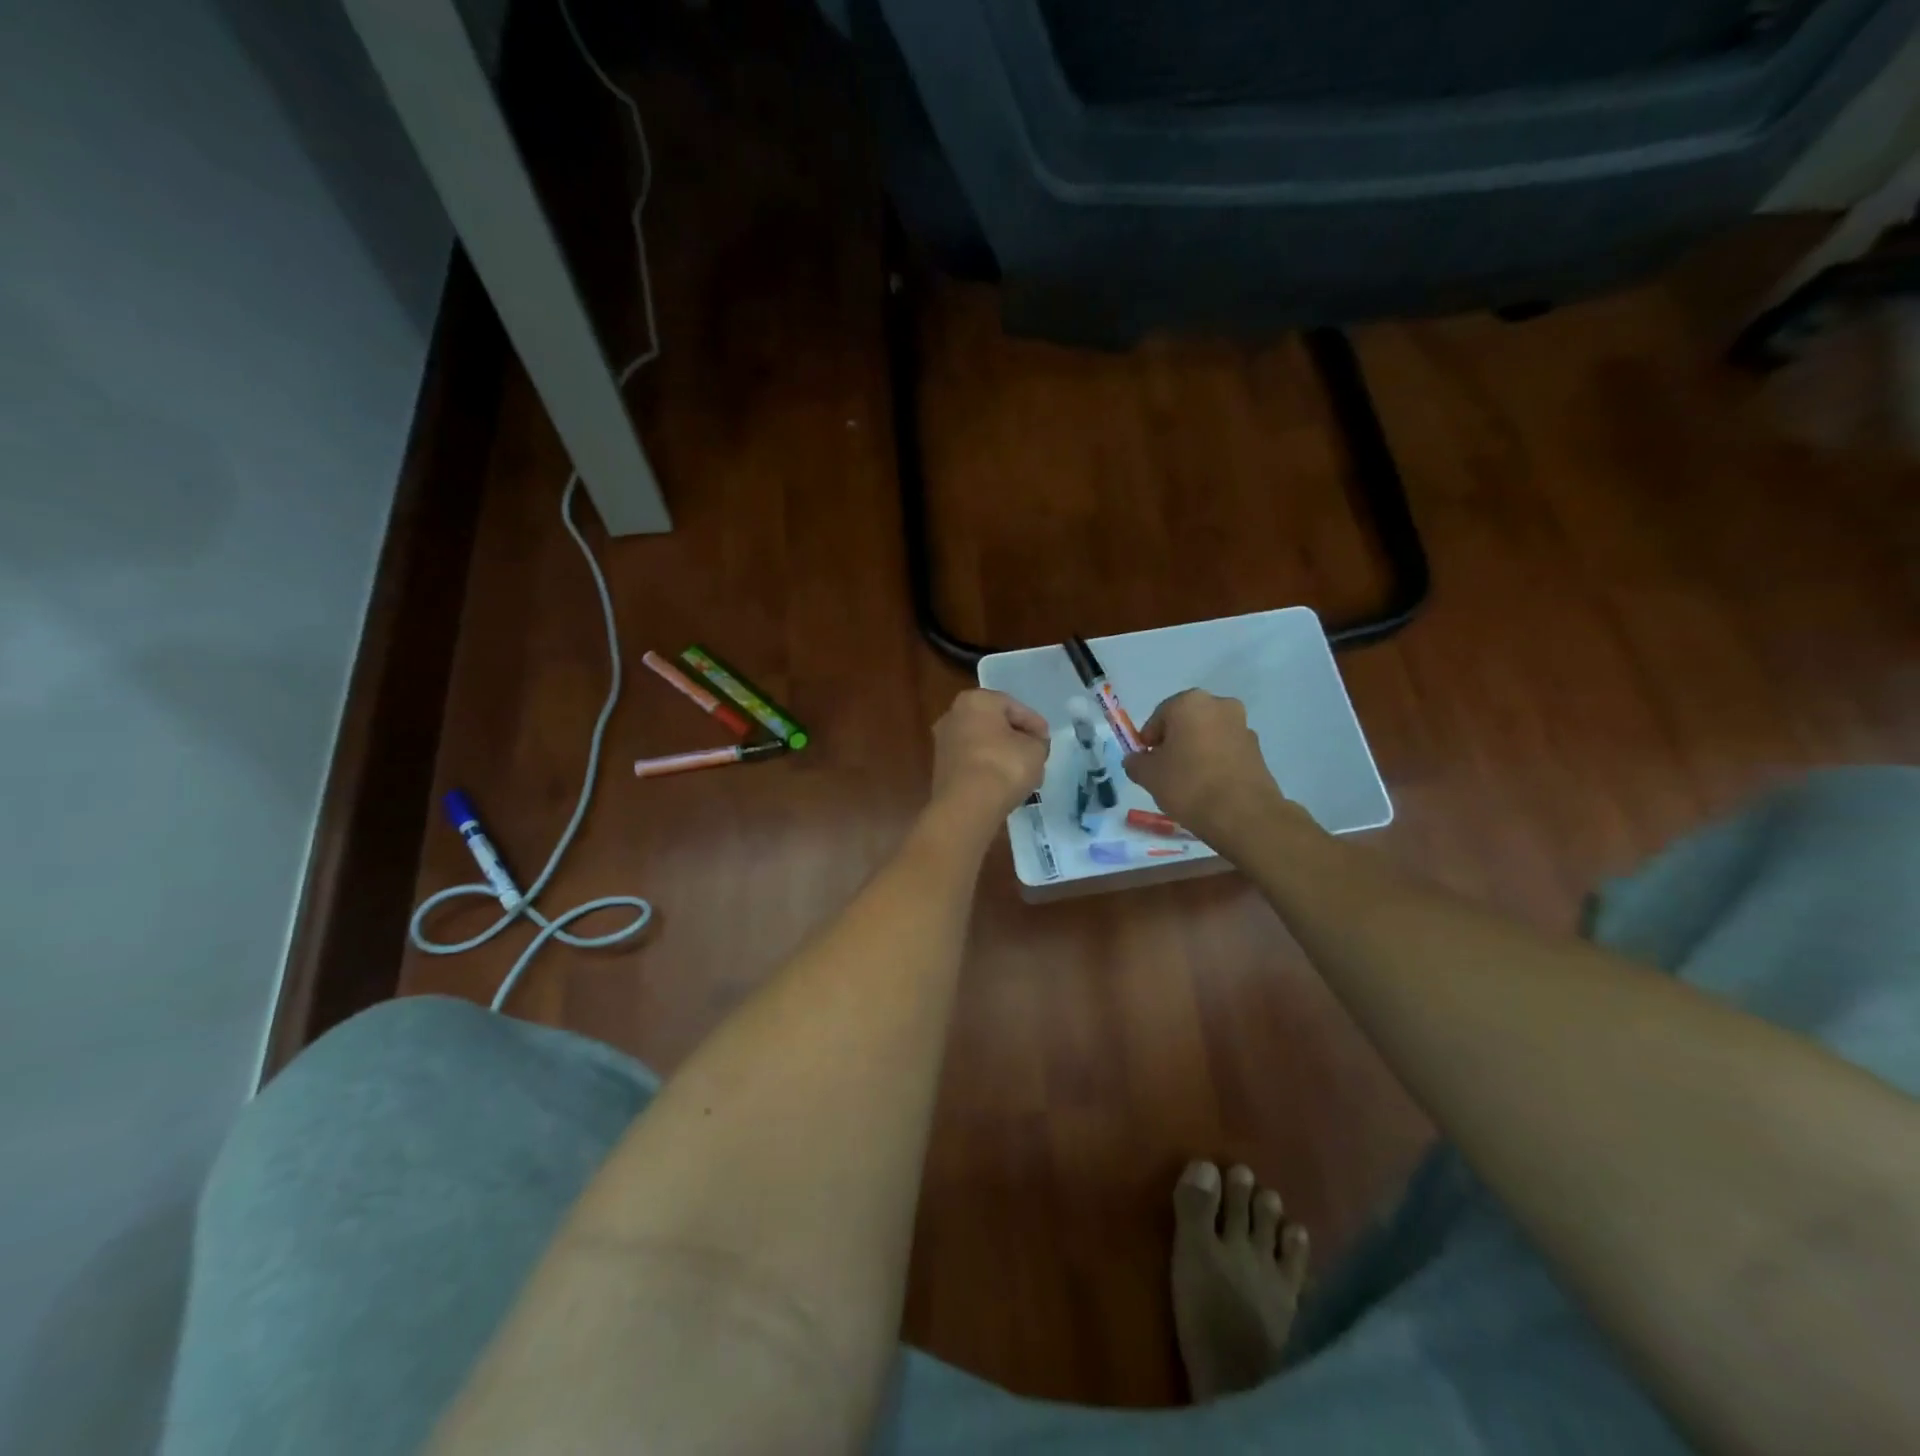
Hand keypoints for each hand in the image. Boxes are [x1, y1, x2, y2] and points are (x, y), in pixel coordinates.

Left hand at [929, 689, 1050, 823]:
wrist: (966, 806)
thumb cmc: (1004, 766)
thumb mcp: (1036, 750)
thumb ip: (1038, 741)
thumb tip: (1033, 743)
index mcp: (976, 700)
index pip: (1014, 707)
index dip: (1035, 724)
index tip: (1047, 741)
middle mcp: (953, 715)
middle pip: (995, 724)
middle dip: (1016, 739)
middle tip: (1036, 755)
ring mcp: (943, 742)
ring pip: (983, 744)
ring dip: (1003, 755)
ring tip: (1024, 773)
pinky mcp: (941, 768)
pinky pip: (972, 762)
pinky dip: (988, 769)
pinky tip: (1004, 784)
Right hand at [1123, 690, 1295, 845]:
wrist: (1243, 815)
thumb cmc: (1188, 785)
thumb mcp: (1148, 776)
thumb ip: (1136, 762)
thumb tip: (1136, 760)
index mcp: (1190, 702)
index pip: (1158, 717)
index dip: (1148, 741)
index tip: (1146, 763)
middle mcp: (1219, 705)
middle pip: (1186, 723)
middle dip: (1174, 743)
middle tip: (1165, 770)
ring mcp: (1242, 726)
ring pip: (1207, 736)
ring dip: (1195, 751)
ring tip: (1188, 782)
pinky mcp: (1257, 749)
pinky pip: (1225, 750)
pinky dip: (1214, 762)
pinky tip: (1208, 786)